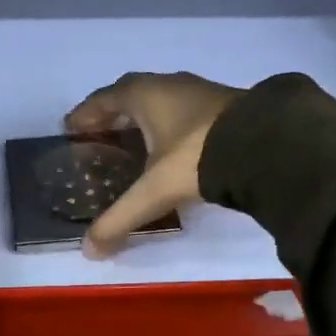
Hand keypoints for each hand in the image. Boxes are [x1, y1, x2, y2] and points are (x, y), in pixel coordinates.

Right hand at [65, 71, 244, 257]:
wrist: (265, 145)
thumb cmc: (196, 157)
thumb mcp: (153, 190)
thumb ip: (120, 218)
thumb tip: (89, 251)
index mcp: (144, 94)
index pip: (104, 99)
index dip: (85, 114)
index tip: (70, 129)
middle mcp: (170, 85)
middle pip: (131, 97)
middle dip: (112, 117)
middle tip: (97, 138)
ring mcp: (200, 93)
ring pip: (161, 103)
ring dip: (143, 121)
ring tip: (132, 145)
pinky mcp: (224, 107)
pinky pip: (183, 113)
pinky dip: (169, 127)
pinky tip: (171, 149)